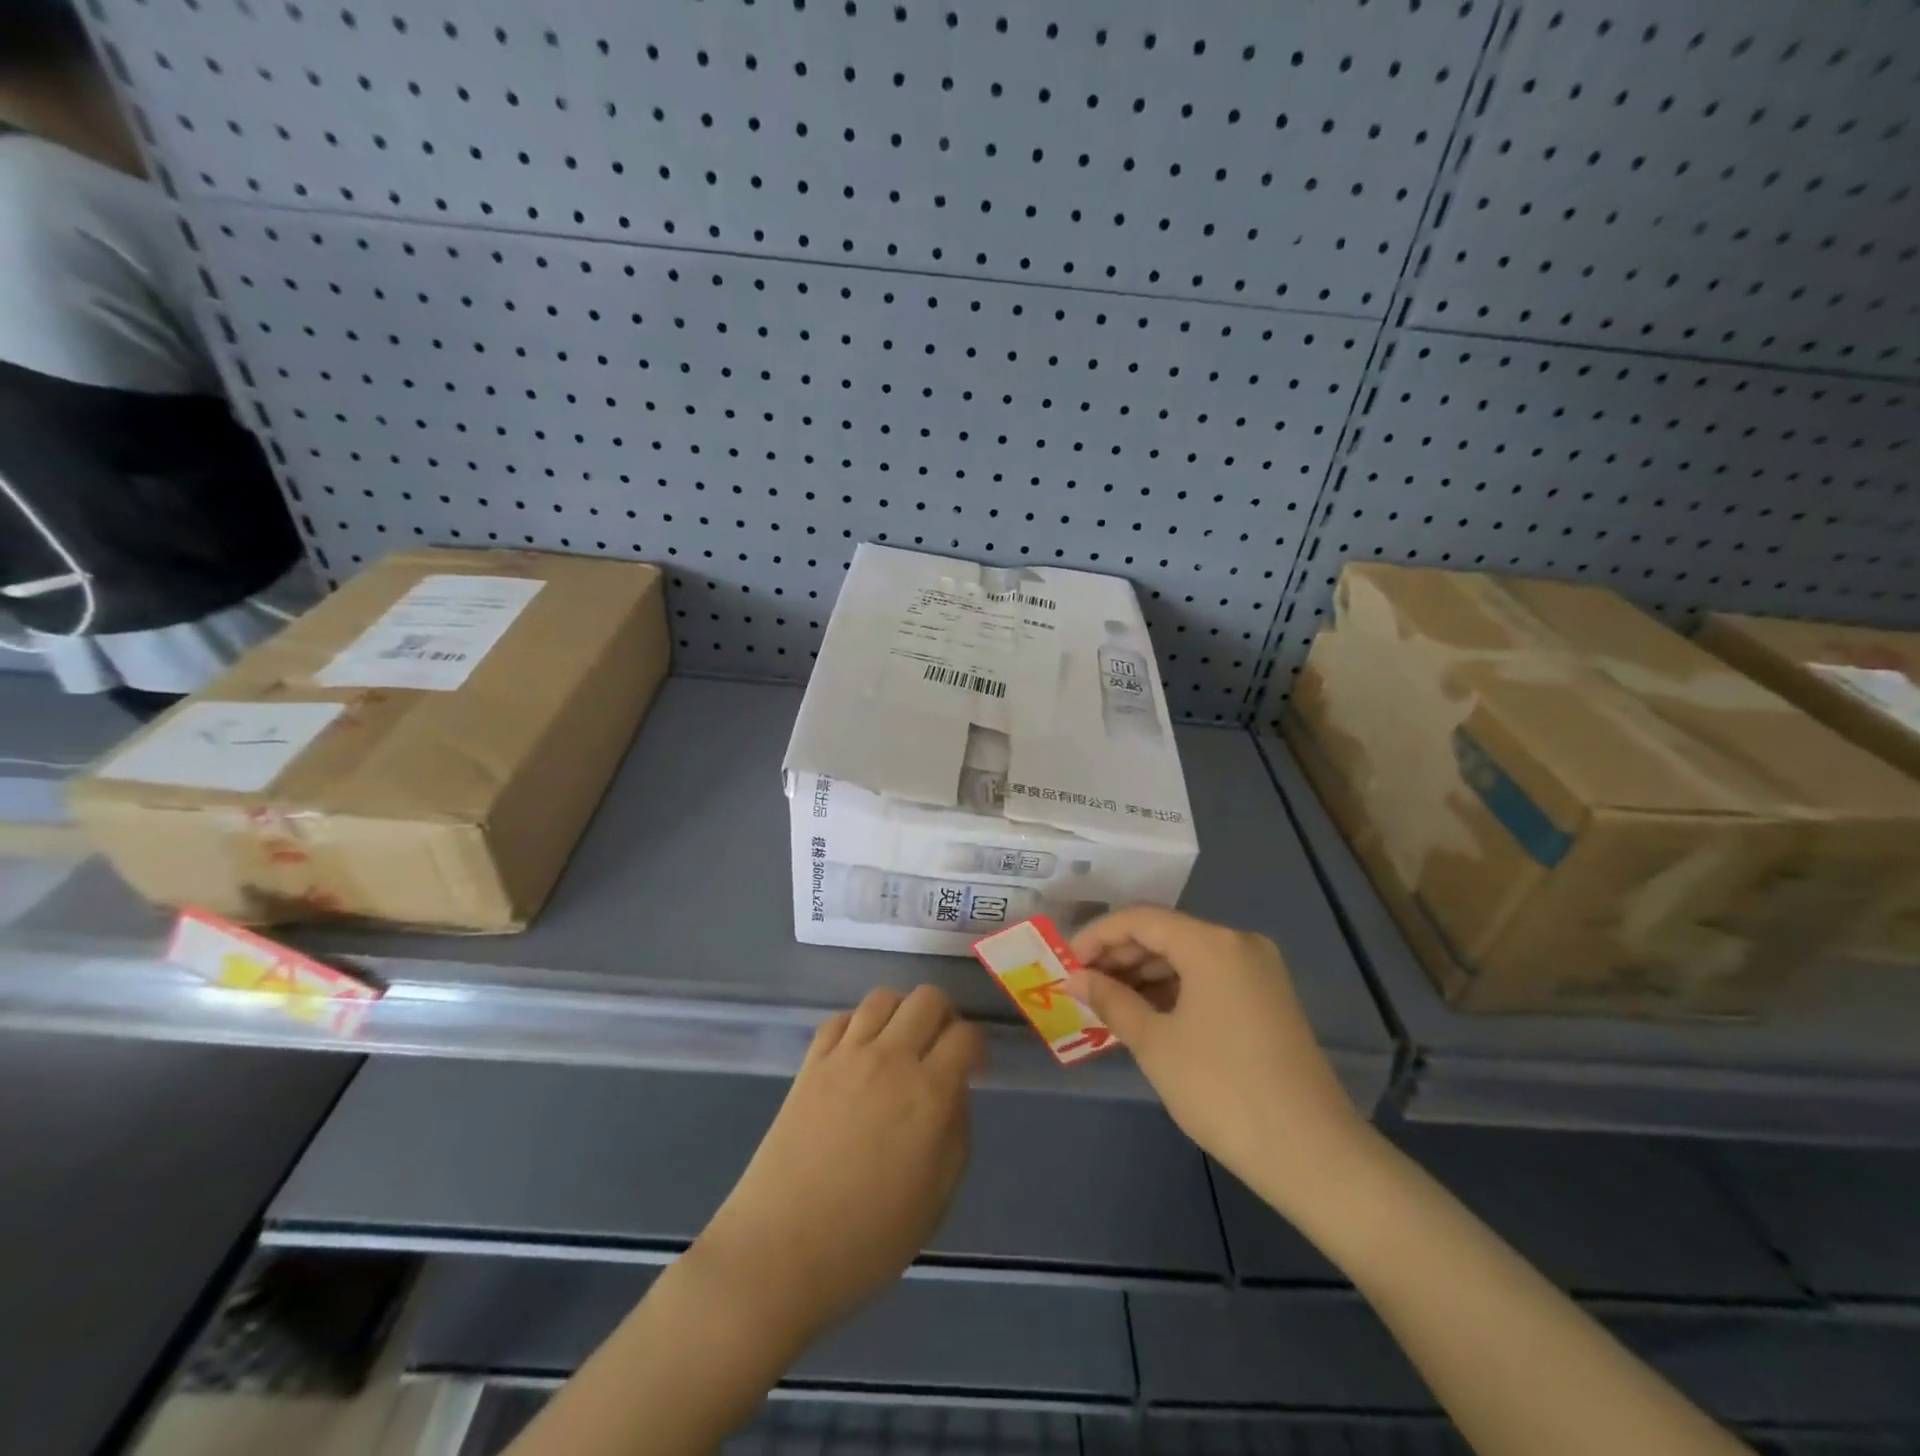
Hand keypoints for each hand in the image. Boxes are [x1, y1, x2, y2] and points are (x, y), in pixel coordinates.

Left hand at [692, 986, 980, 1346]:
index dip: (975, 1046)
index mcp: (928, 1094)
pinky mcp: (810, 1063)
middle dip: (944, 1015)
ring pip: (884, 997)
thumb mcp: (936, 1200)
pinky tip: (859, 1051)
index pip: (965, 1035)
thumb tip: (954, 1093)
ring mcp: (845, 1056)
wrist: (779, 1252)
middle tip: (940, 1049)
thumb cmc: (867, 1241)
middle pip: (928, 997)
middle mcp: (890, 1060)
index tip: (972, 1067)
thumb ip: (956, 1134)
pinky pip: (841, 1018)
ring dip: (901, 1012)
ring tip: (900, 1044)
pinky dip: (858, 1024)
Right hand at [1064, 906, 1369, 1218]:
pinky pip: (1209, 976)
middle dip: (1119, 955)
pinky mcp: (1268, 998)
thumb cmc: (1221, 1090)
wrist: (1312, 1153)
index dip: (1096, 936)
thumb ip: (1111, 1000)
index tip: (1067, 964)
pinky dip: (1174, 988)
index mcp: (1211, 943)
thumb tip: (1075, 978)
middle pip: (1165, 932)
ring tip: (1108, 1002)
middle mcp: (1238, 943)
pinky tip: (1147, 1013)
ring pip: (1187, 955)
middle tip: (1083, 985)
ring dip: (1145, 972)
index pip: (1140, 919)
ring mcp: (1259, 970)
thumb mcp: (1155, 1043)